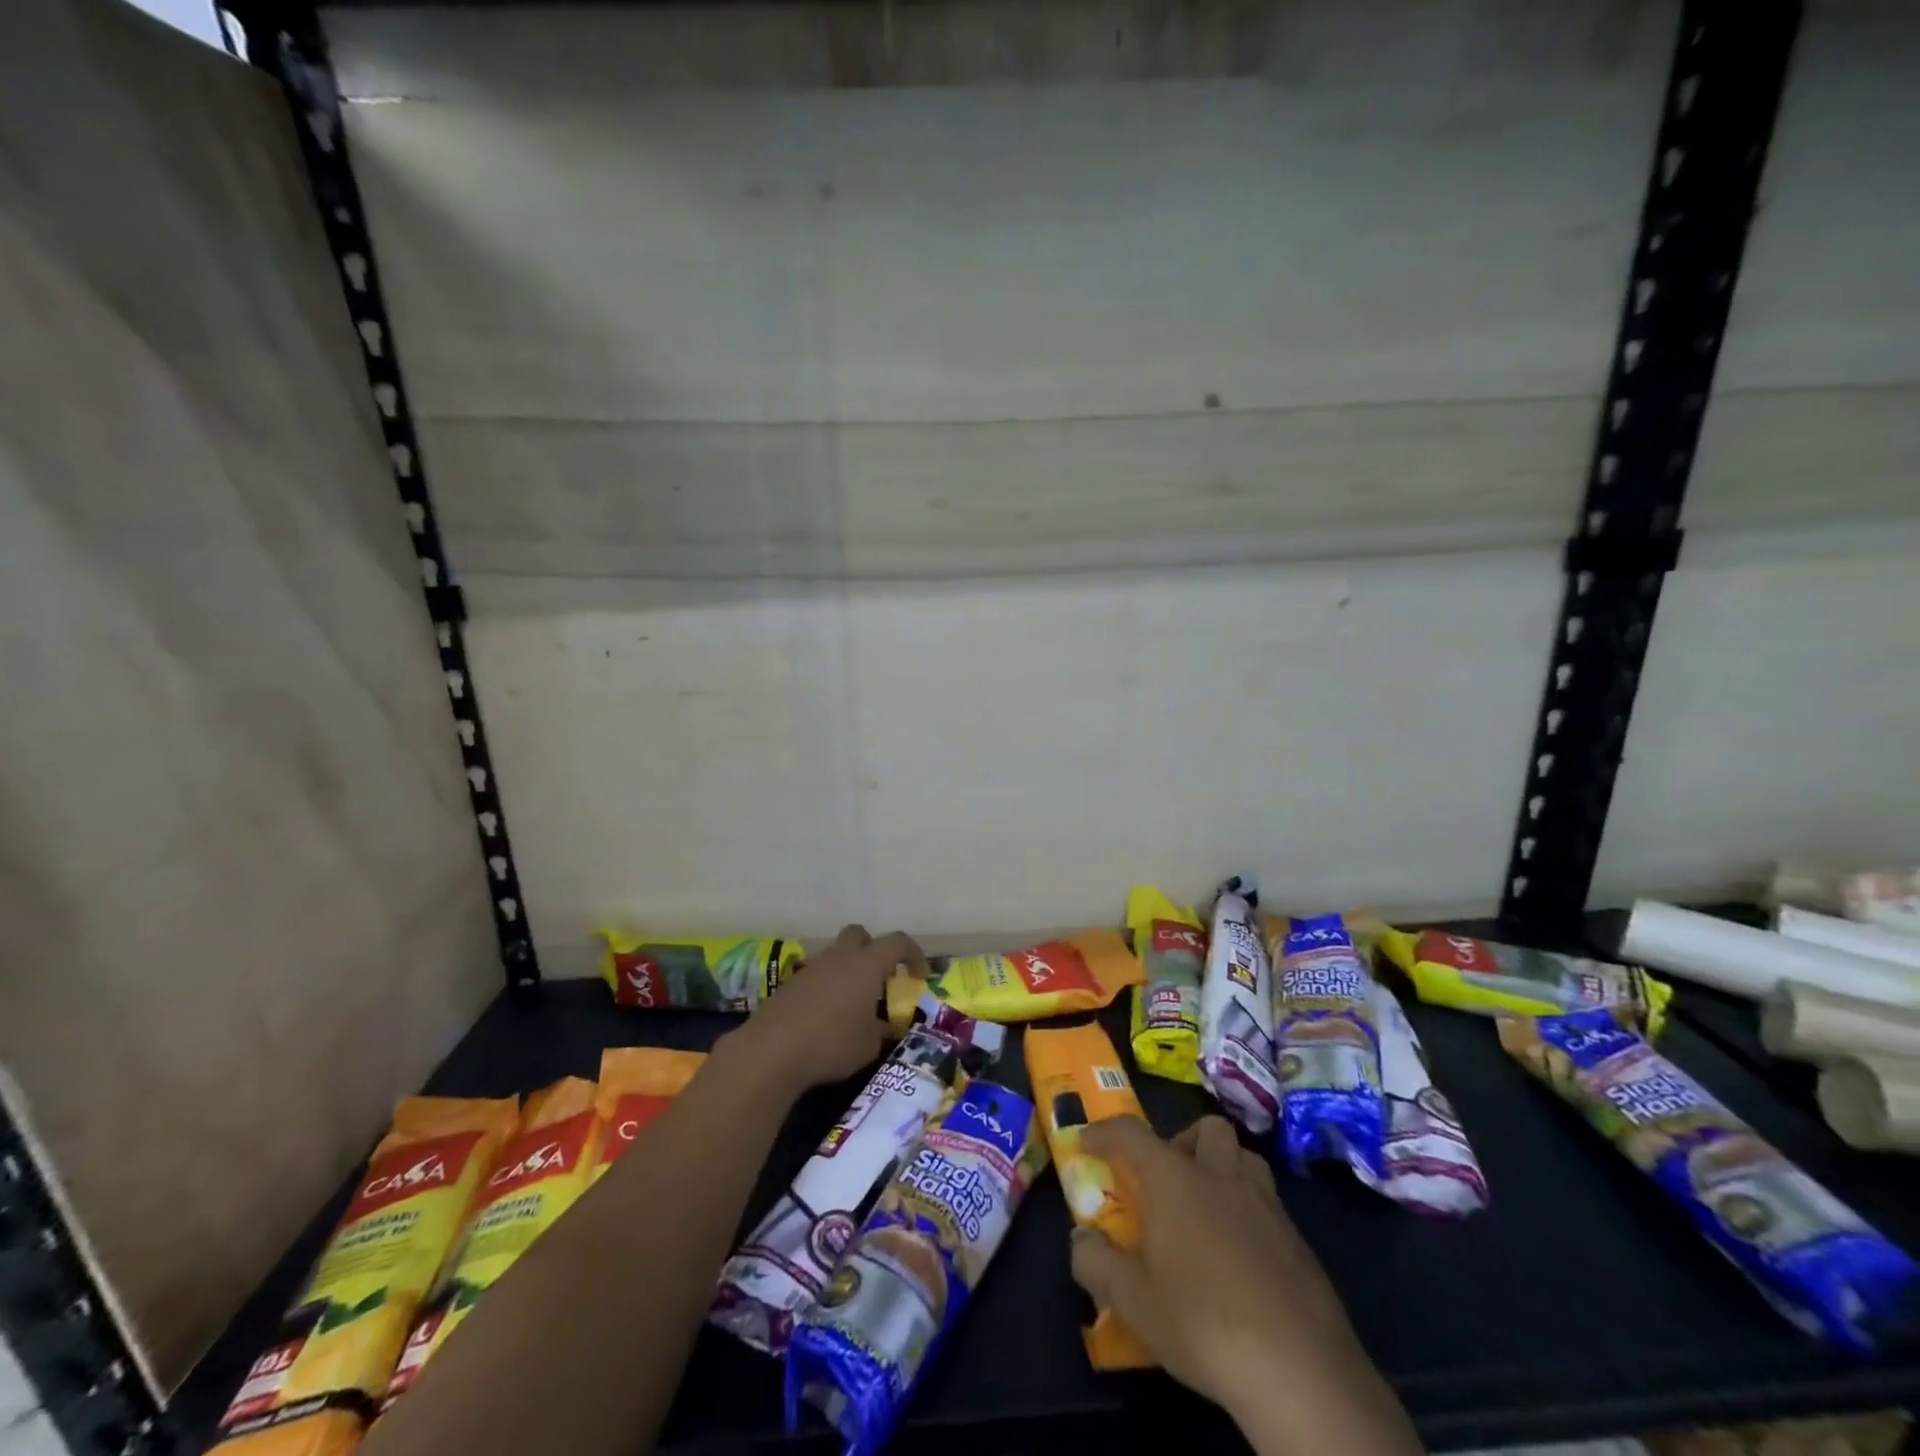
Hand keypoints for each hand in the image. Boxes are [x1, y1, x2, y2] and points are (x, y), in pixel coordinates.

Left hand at [724, 925, 927, 1092]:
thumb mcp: (869, 1045)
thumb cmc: (832, 1043)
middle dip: (873, 950)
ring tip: (852, 1005)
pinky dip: (826, 988)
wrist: (772, 1050)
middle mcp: (840, 957)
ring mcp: (811, 968)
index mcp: (866, 964)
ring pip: (835, 956)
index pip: (898, 942)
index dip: (914, 955)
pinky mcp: (790, 984)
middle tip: (880, 979)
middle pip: (860, 935)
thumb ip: (881, 1030)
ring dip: (847, 971)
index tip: (919, 976)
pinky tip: (825, 1017)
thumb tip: (885, 1027)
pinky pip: (816, 976)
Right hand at [1070, 1117, 1420, 1455]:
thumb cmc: (1203, 1323)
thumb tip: (1081, 1240)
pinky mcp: (1299, 1242)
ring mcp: (1266, 1205)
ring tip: (1205, 1209)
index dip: (1104, 1132)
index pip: (1131, 1133)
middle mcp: (1221, 1176)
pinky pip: (1268, 1204)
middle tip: (1166, 1179)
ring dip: (1222, 1169)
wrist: (1300, 1371)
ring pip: (1244, 1159)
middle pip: (1206, 1128)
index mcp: (1175, 1179)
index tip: (1087, 1143)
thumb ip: (1097, 1264)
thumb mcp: (1133, 1302)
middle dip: (1183, 1141)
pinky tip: (1240, 1258)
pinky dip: (1248, 1213)